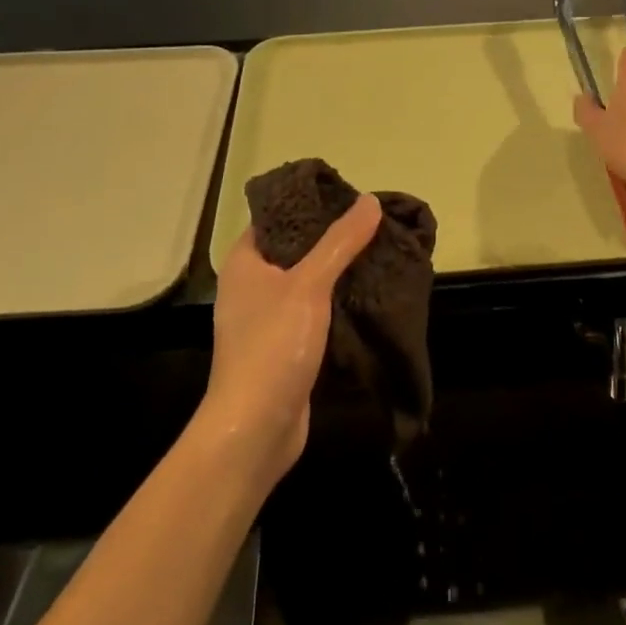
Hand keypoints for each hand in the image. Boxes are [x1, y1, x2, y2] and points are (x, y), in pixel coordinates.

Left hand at [202, 195, 380, 487]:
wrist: (255, 430)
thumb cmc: (273, 346)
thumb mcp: (310, 284)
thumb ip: (341, 242)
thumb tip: (370, 200)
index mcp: (245, 261)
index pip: (278, 215)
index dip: (311, 202)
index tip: (350, 195)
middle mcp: (252, 284)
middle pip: (297, 247)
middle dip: (334, 237)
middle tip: (374, 223)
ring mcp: (267, 317)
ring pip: (309, 281)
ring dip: (340, 270)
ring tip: (380, 251)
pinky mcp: (285, 345)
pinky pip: (315, 310)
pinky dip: (338, 301)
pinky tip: (369, 293)